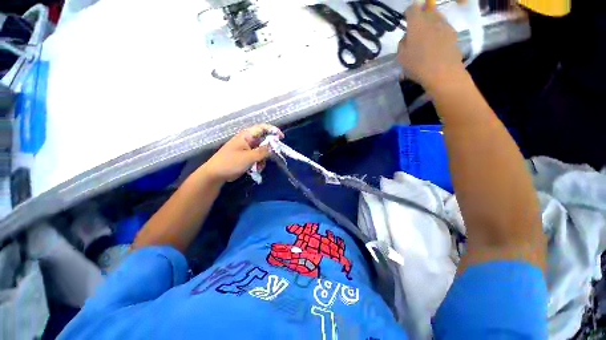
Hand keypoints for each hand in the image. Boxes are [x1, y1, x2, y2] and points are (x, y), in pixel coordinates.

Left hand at [201, 124, 283, 182]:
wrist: (216, 174)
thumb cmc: (230, 162)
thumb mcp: (249, 157)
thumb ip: (263, 151)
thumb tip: (274, 146)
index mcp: (246, 136)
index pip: (262, 128)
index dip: (273, 130)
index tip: (281, 138)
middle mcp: (248, 140)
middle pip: (264, 140)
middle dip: (269, 149)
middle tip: (273, 156)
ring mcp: (247, 149)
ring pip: (262, 151)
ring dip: (263, 159)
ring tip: (259, 166)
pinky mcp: (247, 157)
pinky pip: (258, 157)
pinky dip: (259, 163)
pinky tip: (256, 169)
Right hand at [397, 5, 464, 92]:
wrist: (443, 72)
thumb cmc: (418, 65)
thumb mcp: (401, 58)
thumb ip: (402, 44)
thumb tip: (406, 38)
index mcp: (416, 23)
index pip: (411, 9)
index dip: (408, 13)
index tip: (406, 20)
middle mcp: (431, 19)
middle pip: (425, 12)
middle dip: (420, 19)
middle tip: (416, 31)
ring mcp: (444, 25)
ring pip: (435, 19)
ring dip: (430, 25)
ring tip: (427, 38)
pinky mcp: (453, 33)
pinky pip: (443, 28)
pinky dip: (439, 32)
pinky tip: (436, 44)